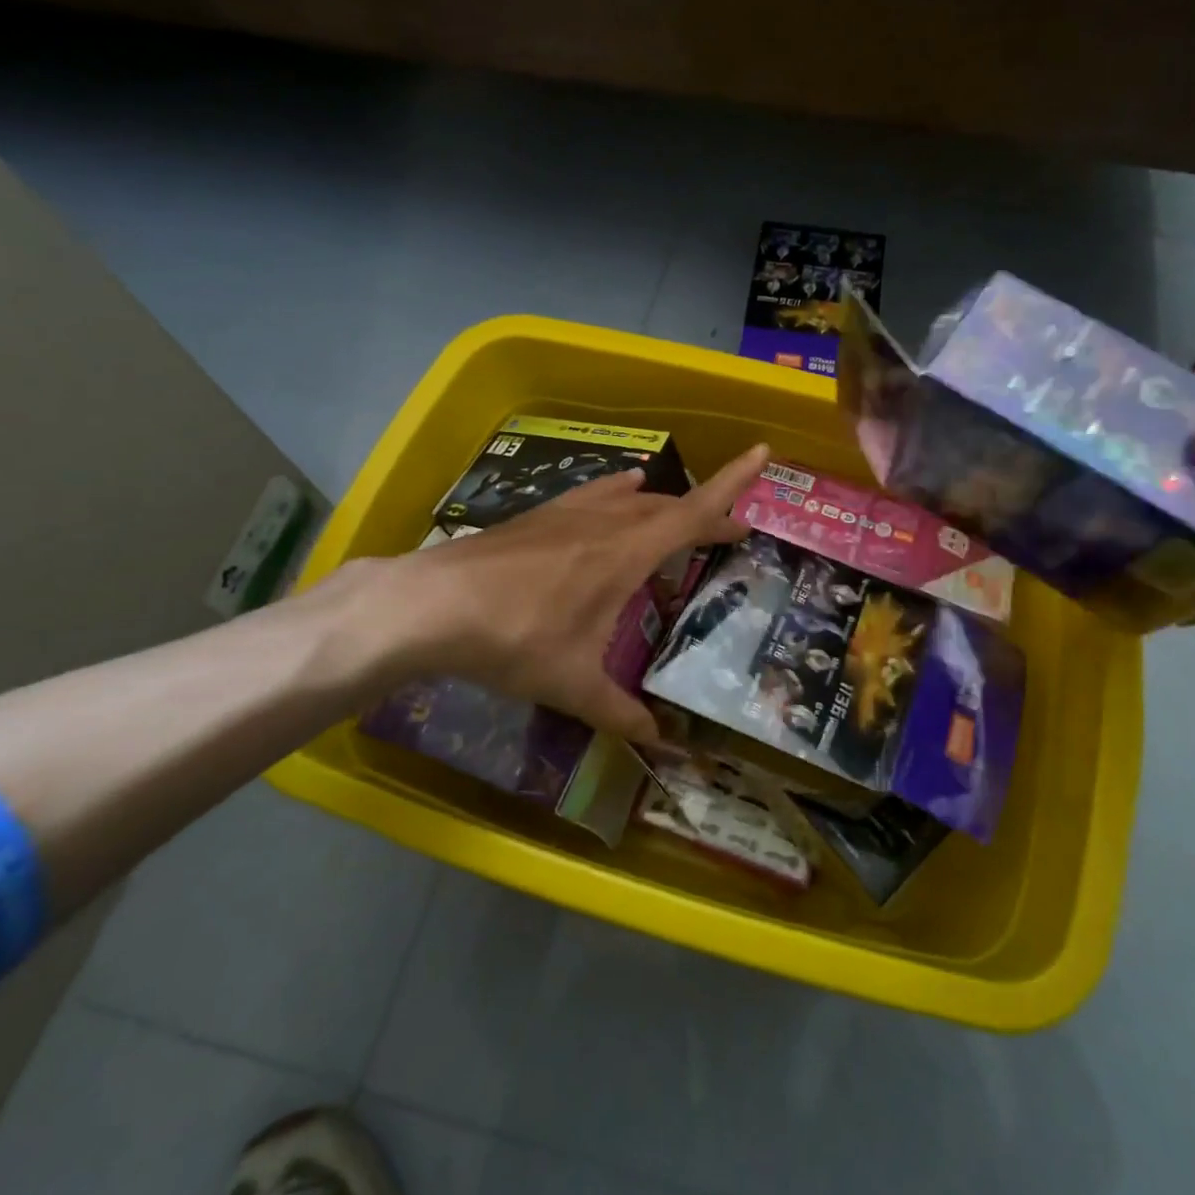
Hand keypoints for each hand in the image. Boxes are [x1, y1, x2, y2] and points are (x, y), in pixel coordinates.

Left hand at [323, 443, 768, 744]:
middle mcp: (605, 521)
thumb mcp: (573, 684)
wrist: (431, 605)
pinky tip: (620, 490)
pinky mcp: (539, 516)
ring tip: (680, 519)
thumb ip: (619, 711)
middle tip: (730, 533)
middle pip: (669, 506)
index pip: (694, 511)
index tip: (763, 453)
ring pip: (632, 499)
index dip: (733, 483)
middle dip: (706, 514)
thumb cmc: (514, 640)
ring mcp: (568, 513)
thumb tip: (658, 742)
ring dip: (663, 506)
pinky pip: (595, 495)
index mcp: (627, 553)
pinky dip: (619, 493)